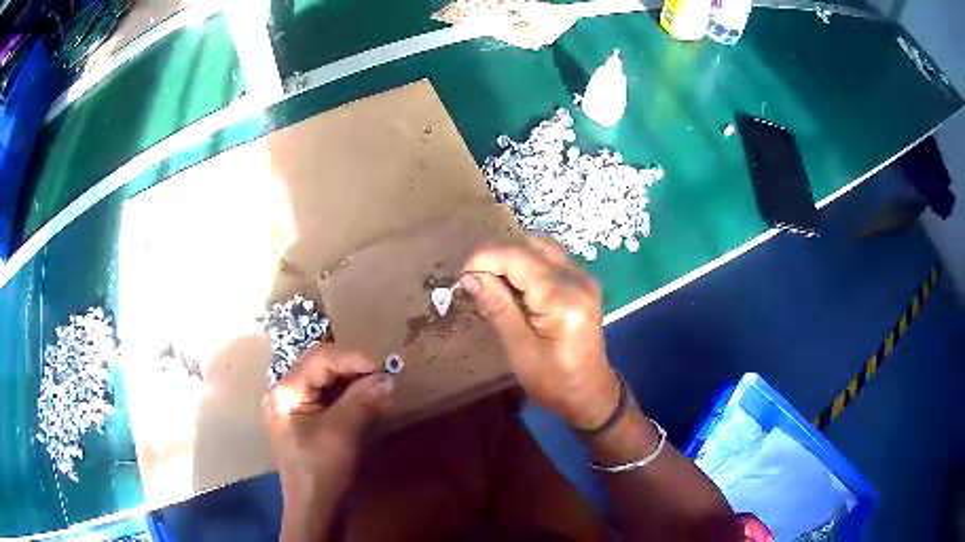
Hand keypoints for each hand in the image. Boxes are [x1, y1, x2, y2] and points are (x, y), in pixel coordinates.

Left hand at [265, 345, 393, 511]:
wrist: (316, 510)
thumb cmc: (322, 470)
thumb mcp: (342, 432)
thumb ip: (362, 400)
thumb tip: (388, 376)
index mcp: (286, 390)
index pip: (319, 359)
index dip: (352, 358)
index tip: (383, 366)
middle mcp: (287, 392)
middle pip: (322, 367)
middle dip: (354, 369)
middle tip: (384, 376)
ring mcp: (297, 407)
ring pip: (328, 382)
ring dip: (355, 382)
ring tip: (381, 388)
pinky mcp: (310, 421)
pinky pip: (331, 399)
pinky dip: (352, 397)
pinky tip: (371, 401)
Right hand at [461, 235, 619, 429]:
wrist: (590, 392)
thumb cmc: (554, 381)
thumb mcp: (520, 350)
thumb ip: (497, 307)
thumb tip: (469, 276)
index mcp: (562, 298)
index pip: (516, 255)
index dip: (483, 257)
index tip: (461, 278)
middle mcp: (577, 277)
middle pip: (527, 242)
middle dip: (494, 253)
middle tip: (472, 279)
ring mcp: (582, 276)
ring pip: (538, 243)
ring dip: (508, 254)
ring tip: (489, 279)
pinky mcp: (581, 280)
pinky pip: (548, 255)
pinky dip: (524, 260)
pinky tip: (512, 282)